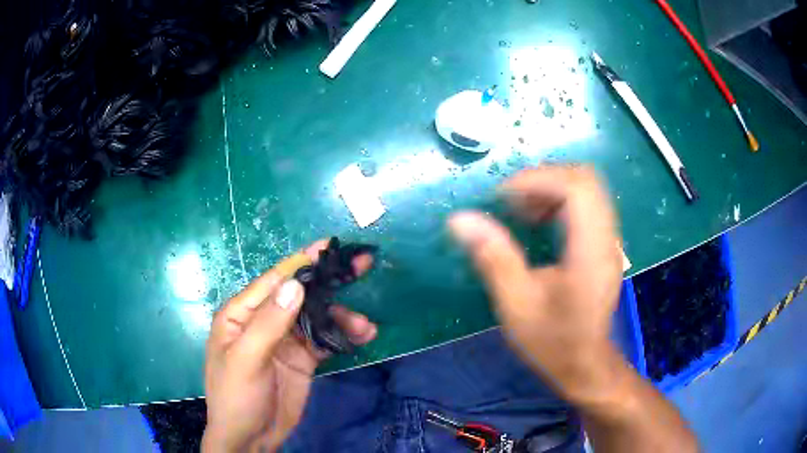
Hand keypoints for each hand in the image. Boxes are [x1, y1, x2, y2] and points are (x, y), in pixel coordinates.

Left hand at [202, 240, 377, 451]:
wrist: (251, 439)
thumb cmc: (236, 397)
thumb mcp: (246, 361)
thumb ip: (268, 324)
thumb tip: (295, 285)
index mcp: (241, 314)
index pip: (274, 280)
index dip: (302, 262)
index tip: (331, 246)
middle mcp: (264, 321)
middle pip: (300, 294)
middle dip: (330, 282)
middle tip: (363, 265)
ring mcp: (285, 340)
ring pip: (318, 317)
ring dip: (342, 317)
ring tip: (365, 326)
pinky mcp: (303, 359)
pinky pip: (326, 340)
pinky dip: (344, 336)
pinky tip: (363, 336)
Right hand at [448, 166, 623, 403]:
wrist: (585, 364)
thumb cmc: (553, 341)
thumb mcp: (516, 304)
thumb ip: (493, 257)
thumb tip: (459, 219)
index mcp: (590, 250)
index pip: (576, 188)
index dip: (537, 180)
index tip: (502, 197)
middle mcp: (607, 237)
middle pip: (585, 179)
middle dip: (544, 178)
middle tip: (511, 200)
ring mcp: (609, 240)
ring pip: (587, 188)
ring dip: (552, 188)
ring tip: (521, 210)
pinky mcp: (604, 245)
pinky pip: (586, 204)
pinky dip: (560, 201)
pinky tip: (539, 223)